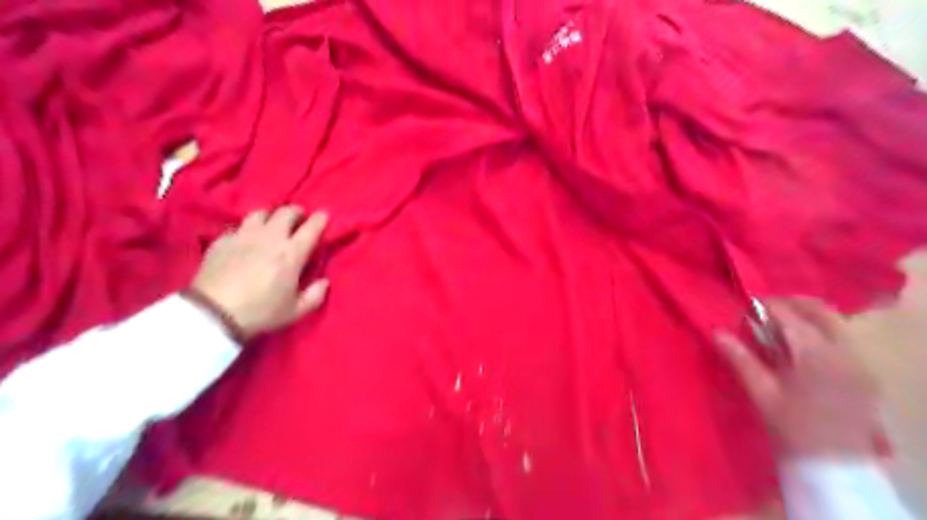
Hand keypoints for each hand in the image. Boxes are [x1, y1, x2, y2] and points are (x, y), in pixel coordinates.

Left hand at [189, 205, 331, 338]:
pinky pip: (238, 227)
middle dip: (296, 212)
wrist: (214, 314)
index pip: (311, 227)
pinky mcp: (222, 241)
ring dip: (270, 216)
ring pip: (260, 213)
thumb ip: (315, 295)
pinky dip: (246, 230)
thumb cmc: (260, 312)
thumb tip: (324, 282)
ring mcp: (243, 236)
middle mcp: (270, 238)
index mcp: (292, 253)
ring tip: (272, 224)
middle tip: (299, 219)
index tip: (323, 215)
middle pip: (286, 212)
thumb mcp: (295, 311)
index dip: (320, 219)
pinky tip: (245, 240)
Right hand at [715, 301, 882, 458]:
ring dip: (806, 318)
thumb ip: (740, 358)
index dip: (766, 306)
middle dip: (791, 304)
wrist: (833, 466)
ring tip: (778, 328)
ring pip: (834, 324)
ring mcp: (859, 363)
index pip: (790, 317)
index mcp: (817, 356)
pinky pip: (842, 341)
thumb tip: (716, 331)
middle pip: (820, 312)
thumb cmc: (792, 428)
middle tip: (763, 310)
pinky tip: (799, 347)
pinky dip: (819, 333)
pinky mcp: (864, 375)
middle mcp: (844, 353)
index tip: (745, 305)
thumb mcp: (761, 392)